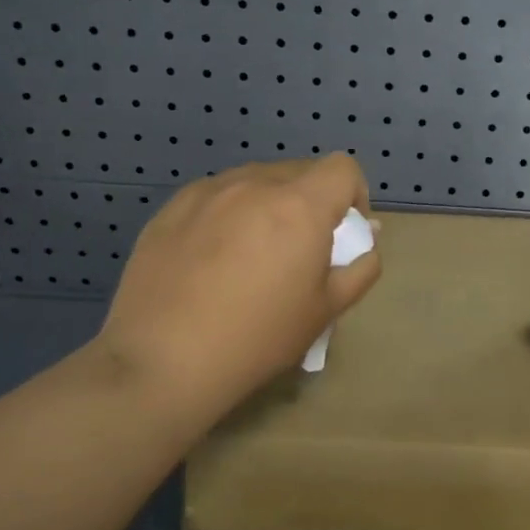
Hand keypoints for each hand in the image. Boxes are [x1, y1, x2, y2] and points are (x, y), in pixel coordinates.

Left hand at [92, 155, 379, 417]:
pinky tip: (211, 258)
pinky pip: (216, 195)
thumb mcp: (326, 310)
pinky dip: (228, 213)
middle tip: (297, 251)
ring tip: (251, 253)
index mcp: (300, 206)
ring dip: (268, 204)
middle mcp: (255, 184)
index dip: (352, 195)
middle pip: (299, 172)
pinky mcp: (171, 207)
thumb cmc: (257, 338)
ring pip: (256, 181)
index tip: (341, 234)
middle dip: (310, 202)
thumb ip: (360, 267)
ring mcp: (208, 192)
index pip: (342, 168)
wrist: (162, 361)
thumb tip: (367, 239)